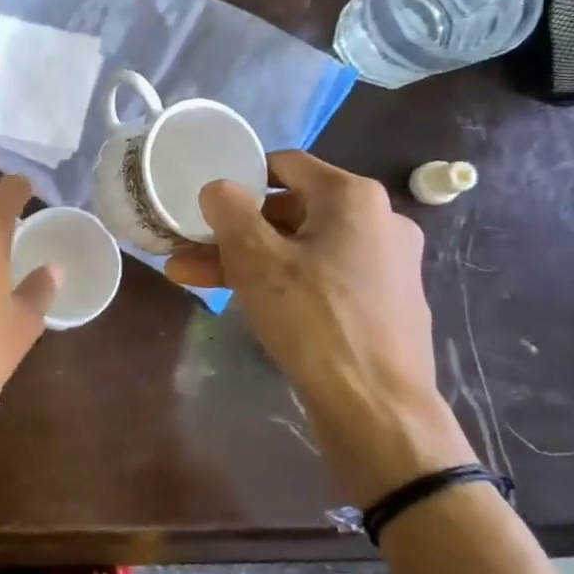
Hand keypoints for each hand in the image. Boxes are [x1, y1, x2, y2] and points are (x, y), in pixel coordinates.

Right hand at [165, 151, 473, 503]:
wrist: (378, 409)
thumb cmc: (314, 320)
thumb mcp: (256, 260)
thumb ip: (230, 212)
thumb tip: (219, 188)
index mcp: (354, 198)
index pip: (286, 164)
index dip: (241, 176)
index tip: (206, 200)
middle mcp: (379, 221)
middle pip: (291, 210)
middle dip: (233, 229)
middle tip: (188, 247)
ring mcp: (385, 264)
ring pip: (301, 247)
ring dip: (247, 259)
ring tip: (191, 277)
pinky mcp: (383, 302)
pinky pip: (322, 276)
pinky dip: (282, 281)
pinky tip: (241, 299)